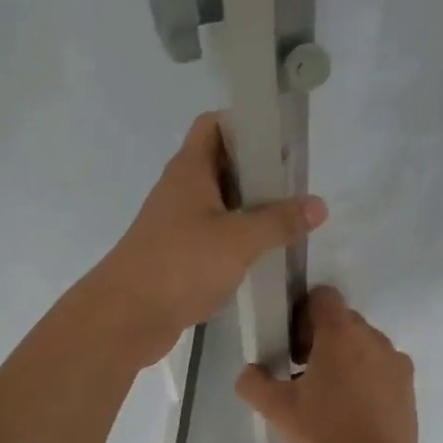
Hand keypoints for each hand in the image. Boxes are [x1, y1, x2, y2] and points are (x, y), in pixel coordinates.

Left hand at [90, 114, 326, 366]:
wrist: (124, 318)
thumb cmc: (180, 265)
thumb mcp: (239, 240)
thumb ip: (280, 222)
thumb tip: (318, 205)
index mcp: (189, 170)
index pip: (214, 125)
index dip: (246, 124)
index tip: (281, 142)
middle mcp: (180, 191)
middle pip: (222, 165)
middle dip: (259, 172)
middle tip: (297, 188)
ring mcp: (176, 225)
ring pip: (220, 204)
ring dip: (251, 210)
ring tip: (289, 222)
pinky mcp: (177, 256)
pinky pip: (213, 236)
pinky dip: (237, 240)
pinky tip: (263, 256)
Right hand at [235, 286, 418, 442]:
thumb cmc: (327, 434)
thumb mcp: (277, 410)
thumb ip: (254, 383)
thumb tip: (251, 371)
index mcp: (340, 333)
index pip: (322, 296)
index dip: (301, 314)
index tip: (292, 347)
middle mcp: (372, 337)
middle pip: (341, 321)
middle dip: (319, 339)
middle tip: (301, 377)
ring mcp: (395, 361)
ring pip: (362, 345)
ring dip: (343, 359)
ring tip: (328, 399)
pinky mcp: (408, 386)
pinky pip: (380, 367)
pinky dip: (364, 378)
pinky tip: (352, 412)